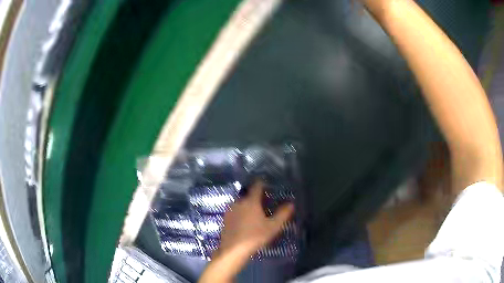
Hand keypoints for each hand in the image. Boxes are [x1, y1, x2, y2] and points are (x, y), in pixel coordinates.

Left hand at [217, 182, 294, 256]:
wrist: (233, 250)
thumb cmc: (255, 236)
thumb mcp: (273, 226)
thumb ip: (283, 214)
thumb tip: (291, 204)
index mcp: (251, 201)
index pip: (257, 185)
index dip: (263, 183)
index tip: (268, 184)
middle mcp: (238, 202)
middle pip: (248, 194)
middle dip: (256, 197)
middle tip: (265, 203)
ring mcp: (230, 210)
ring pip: (241, 203)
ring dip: (248, 205)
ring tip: (255, 214)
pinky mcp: (225, 219)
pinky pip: (235, 211)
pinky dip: (241, 213)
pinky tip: (245, 222)